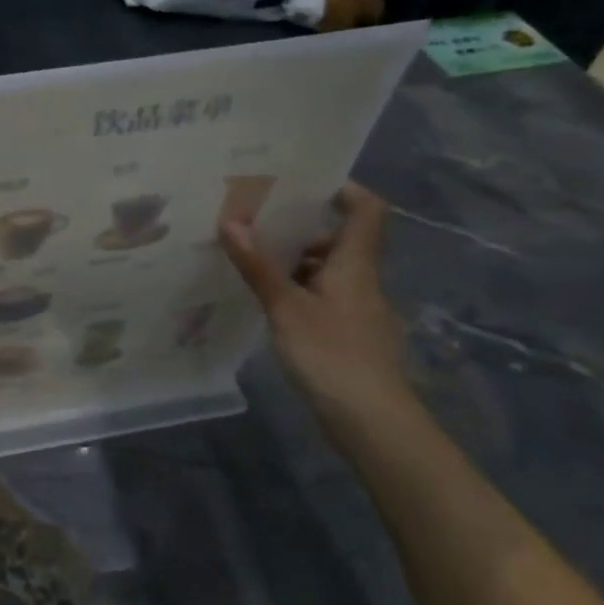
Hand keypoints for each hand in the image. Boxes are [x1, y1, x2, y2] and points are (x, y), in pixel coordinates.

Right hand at [218, 184, 416, 442]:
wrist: (372, 421)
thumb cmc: (331, 354)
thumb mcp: (286, 307)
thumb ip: (258, 266)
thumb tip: (230, 222)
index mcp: (354, 264)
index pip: (366, 211)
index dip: (345, 189)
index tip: (306, 183)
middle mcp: (363, 281)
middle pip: (341, 241)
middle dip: (303, 231)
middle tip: (259, 224)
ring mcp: (360, 311)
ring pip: (331, 273)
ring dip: (297, 264)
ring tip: (254, 262)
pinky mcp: (352, 337)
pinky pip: (326, 300)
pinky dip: (301, 293)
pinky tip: (271, 306)